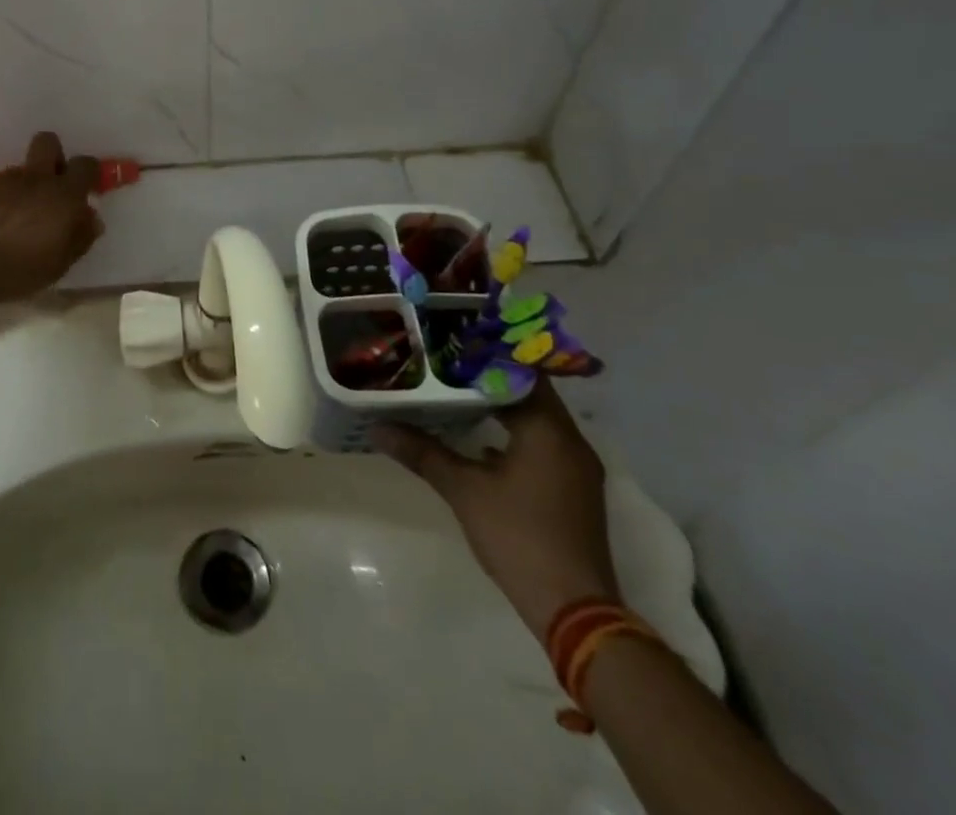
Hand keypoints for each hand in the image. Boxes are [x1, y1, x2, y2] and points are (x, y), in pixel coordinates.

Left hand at [0, 132, 104, 306]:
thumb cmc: (20, 269)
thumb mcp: (60, 264)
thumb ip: (80, 237)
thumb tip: (91, 219)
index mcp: (63, 195)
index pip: (85, 165)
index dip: (89, 173)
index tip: (86, 188)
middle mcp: (35, 179)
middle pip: (48, 142)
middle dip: (54, 155)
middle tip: (54, 184)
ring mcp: (3, 181)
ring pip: (21, 168)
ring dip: (26, 184)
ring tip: (20, 215)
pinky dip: (2, 199)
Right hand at [372, 381, 618, 640]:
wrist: (575, 611)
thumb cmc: (519, 537)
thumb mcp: (463, 490)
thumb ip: (422, 453)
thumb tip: (378, 427)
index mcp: (549, 431)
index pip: (522, 373)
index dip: (489, 355)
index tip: (454, 343)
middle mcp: (570, 442)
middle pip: (530, 394)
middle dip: (490, 379)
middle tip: (447, 365)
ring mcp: (576, 469)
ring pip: (537, 421)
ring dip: (502, 408)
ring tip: (457, 395)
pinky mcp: (573, 491)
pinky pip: (542, 445)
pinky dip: (514, 436)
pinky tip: (480, 441)